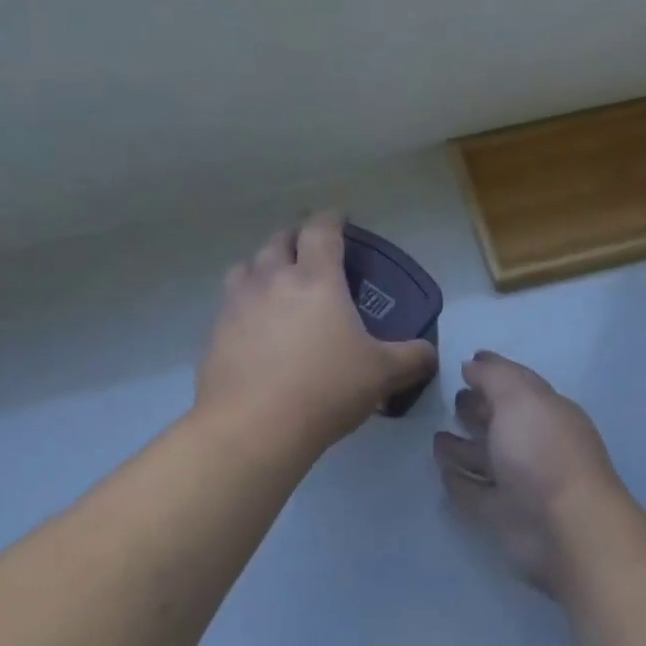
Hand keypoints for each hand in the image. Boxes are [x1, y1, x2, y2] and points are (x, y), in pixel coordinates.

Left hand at [195, 212, 437, 453]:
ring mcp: (238, 303)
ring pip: (247, 266)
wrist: (253, 427)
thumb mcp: (381, 374)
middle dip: (296, 237)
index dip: (332, 218)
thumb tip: (430, 354)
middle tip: (309, 249)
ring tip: (275, 281)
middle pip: (280, 240)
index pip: (322, 230)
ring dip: (263, 265)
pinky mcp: (215, 331)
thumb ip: (411, 358)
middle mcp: (273, 279)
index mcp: (316, 278)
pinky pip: (229, 302)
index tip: (340, 218)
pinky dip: (243, 302)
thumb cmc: (325, 388)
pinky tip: (254, 326)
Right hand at [433, 352, 629, 596]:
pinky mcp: (505, 515)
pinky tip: (442, 472)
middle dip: (479, 409)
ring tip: (437, 437)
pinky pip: (476, 493)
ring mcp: (521, 482)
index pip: (518, 384)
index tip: (467, 363)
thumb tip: (472, 364)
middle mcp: (535, 444)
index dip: (493, 372)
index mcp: (546, 411)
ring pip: (487, 458)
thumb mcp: (518, 397)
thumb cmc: (543, 450)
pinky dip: (460, 482)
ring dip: (463, 448)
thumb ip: (493, 376)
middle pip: (502, 421)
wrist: (566, 528)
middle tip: (453, 399)